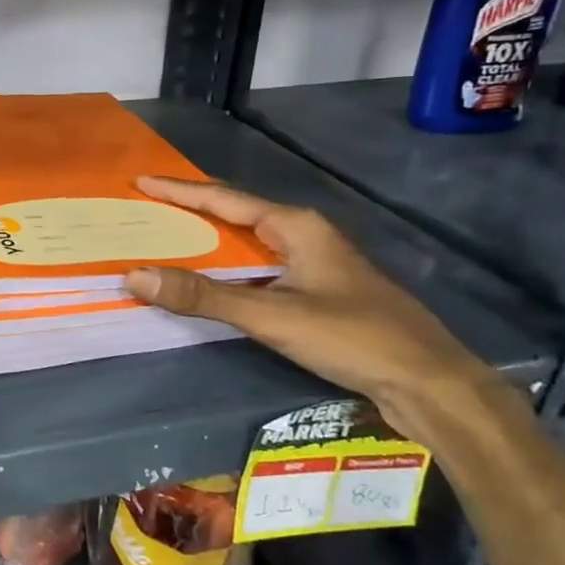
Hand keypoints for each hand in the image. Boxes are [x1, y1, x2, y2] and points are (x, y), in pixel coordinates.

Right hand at [122, 175, 497, 426]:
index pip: (223, 198)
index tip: (140, 182)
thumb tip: (135, 275)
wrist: (429, 383)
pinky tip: (211, 283)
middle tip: (146, 212)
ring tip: (167, 242)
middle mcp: (304, 236)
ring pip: (248, 244)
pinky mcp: (318, 292)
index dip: (179, 190)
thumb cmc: (352, 336)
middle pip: (235, 215)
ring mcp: (314, 264)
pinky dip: (227, 270)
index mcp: (295, 226)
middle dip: (189, 212)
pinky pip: (259, 269)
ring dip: (207, 242)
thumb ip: (203, 296)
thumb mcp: (271, 315)